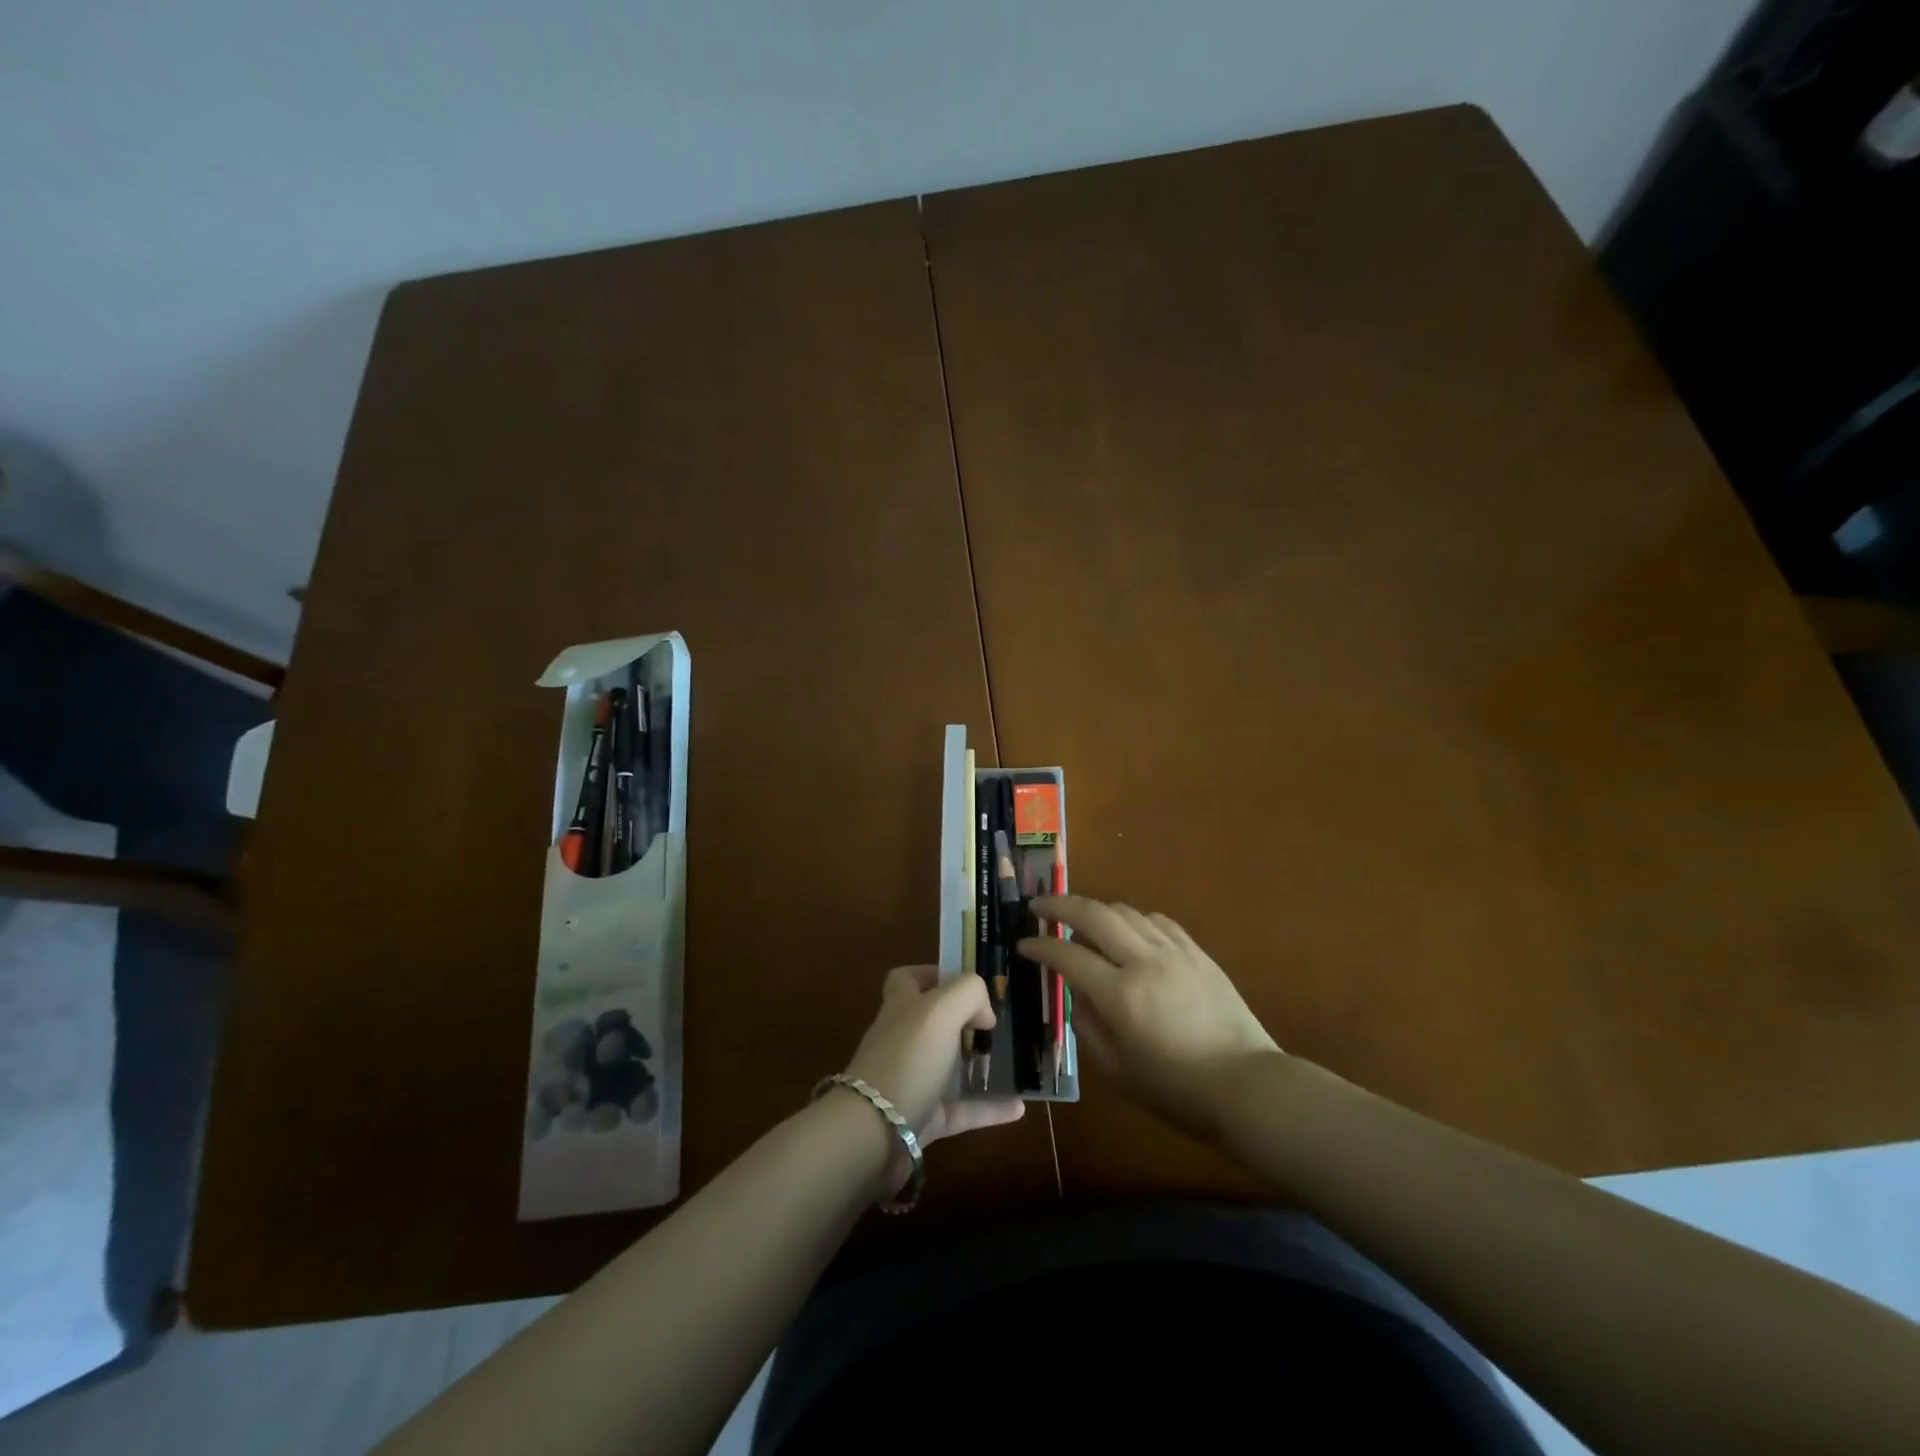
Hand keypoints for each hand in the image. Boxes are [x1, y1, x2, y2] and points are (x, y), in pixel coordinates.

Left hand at [842, 966, 1024, 1146]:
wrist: (873, 1135)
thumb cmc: (906, 1060)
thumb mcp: (940, 1009)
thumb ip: (968, 994)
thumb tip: (984, 1012)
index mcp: (901, 1007)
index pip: (907, 979)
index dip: (933, 975)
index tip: (967, 983)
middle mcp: (903, 1040)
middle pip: (931, 1022)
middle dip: (962, 1020)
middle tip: (995, 1023)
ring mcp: (912, 1081)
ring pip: (948, 1066)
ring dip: (978, 1064)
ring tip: (1011, 1061)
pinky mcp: (923, 1119)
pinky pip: (962, 1110)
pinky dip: (990, 1108)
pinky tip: (1019, 1107)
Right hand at [1020, 896, 1279, 1140]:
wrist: (1248, 1086)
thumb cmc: (1176, 1090)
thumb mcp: (1117, 1070)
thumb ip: (1086, 1026)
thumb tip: (1074, 992)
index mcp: (1120, 995)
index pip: (1067, 955)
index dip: (1040, 946)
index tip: (1023, 943)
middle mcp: (1144, 962)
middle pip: (1094, 914)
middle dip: (1060, 905)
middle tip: (1038, 905)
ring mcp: (1174, 952)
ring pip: (1126, 911)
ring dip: (1096, 909)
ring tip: (1081, 920)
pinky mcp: (1197, 952)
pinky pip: (1158, 920)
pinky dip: (1133, 918)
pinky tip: (1127, 930)